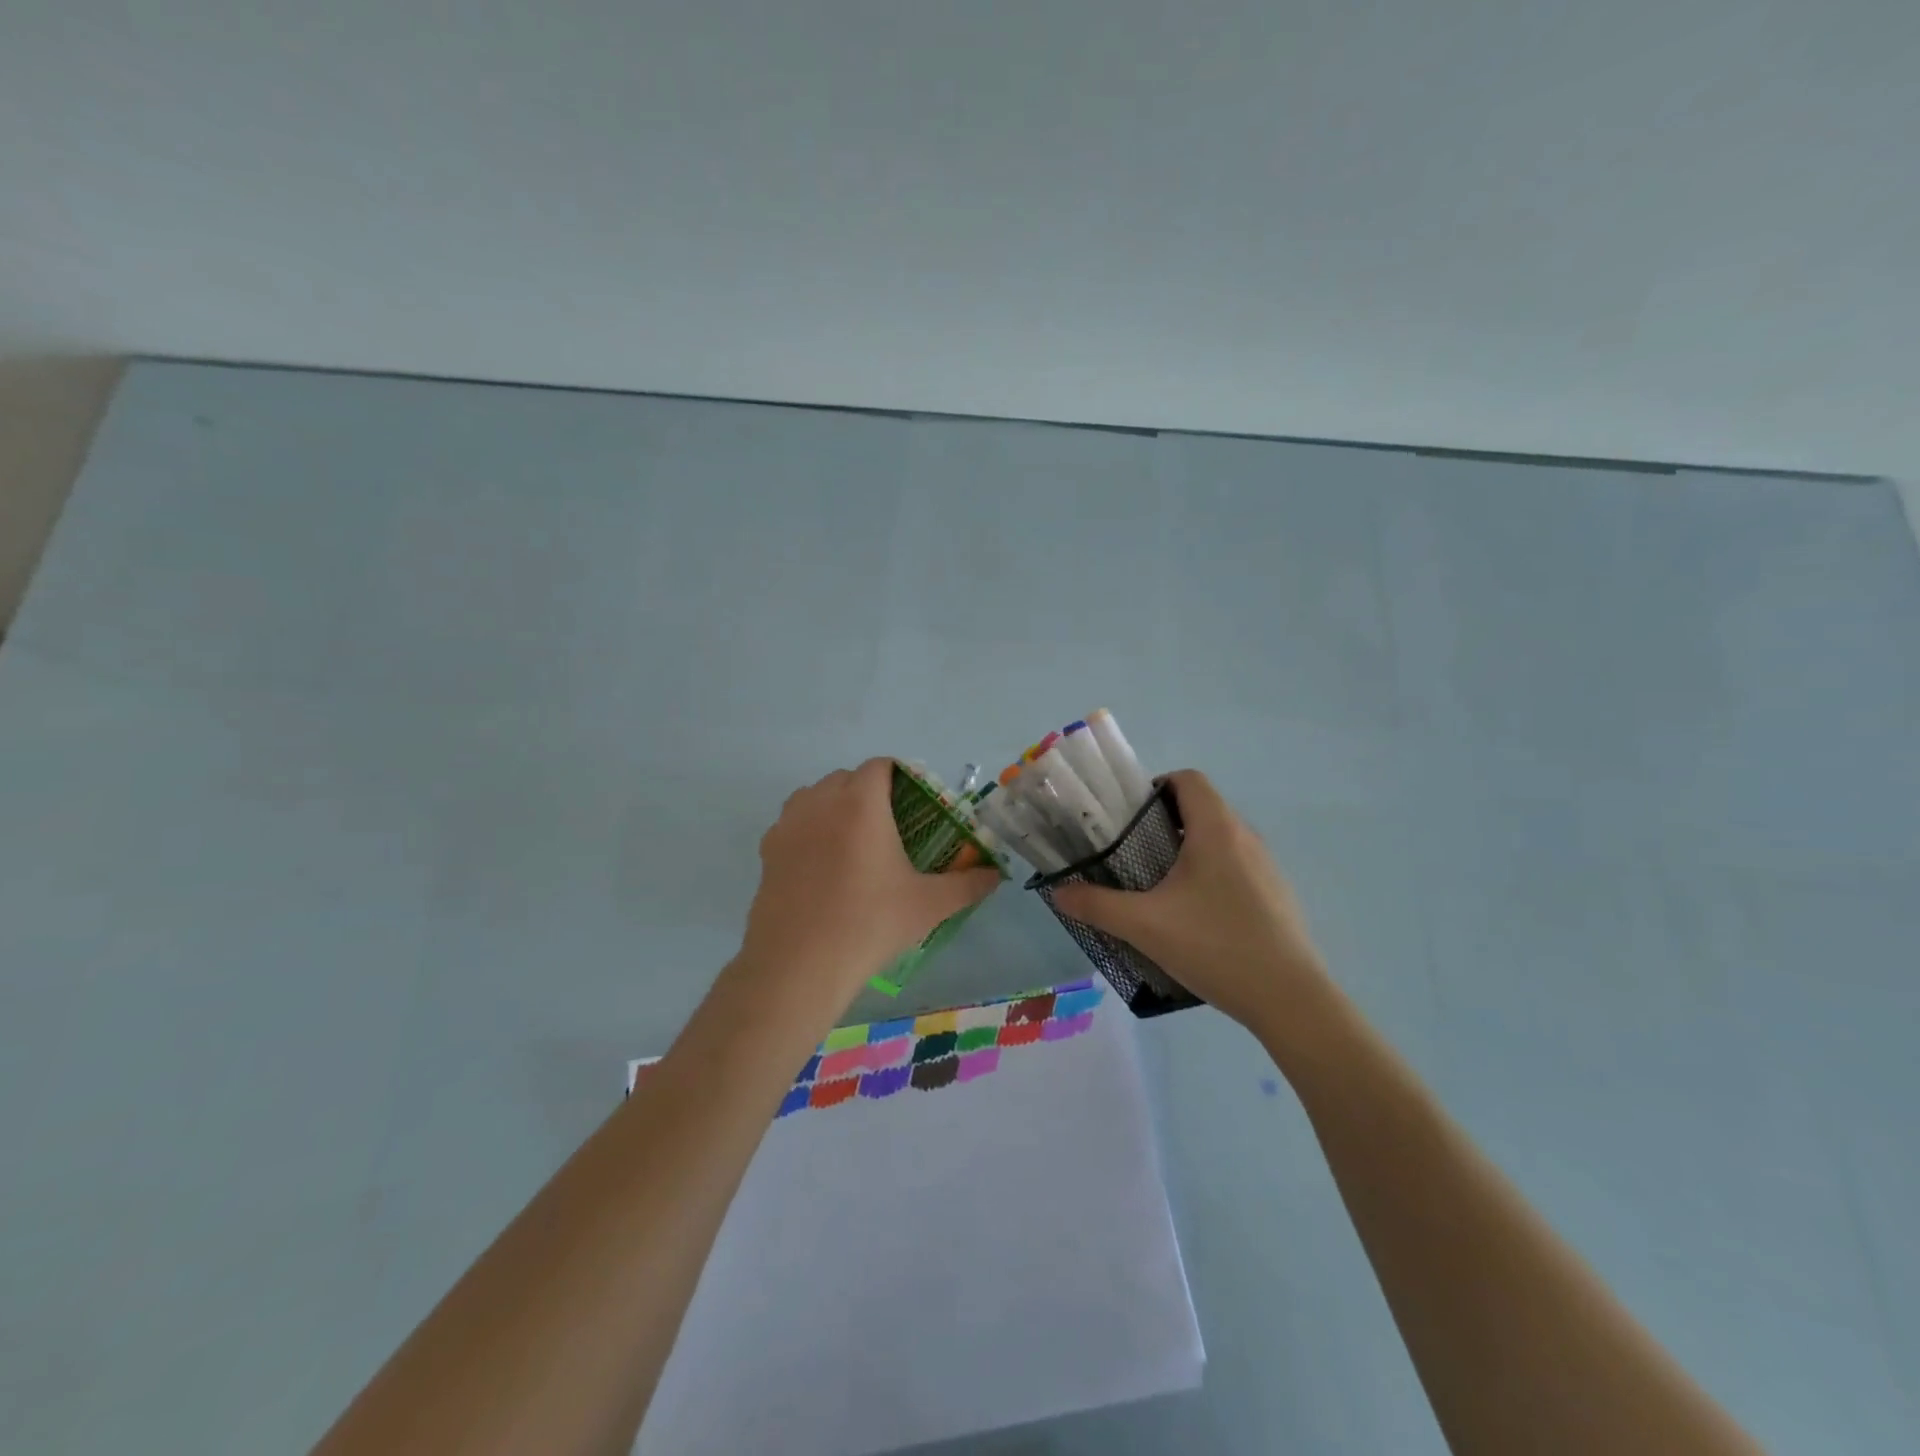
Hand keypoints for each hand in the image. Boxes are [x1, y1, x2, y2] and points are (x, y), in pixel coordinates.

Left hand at [738, 758, 1002, 1006]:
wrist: (798, 965)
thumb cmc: (869, 924)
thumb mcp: (929, 905)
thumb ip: (968, 884)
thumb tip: (995, 875)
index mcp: (861, 803)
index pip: (880, 766)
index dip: (901, 777)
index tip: (915, 804)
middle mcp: (820, 801)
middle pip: (847, 778)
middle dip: (869, 792)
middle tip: (890, 828)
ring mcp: (788, 824)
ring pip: (815, 796)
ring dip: (836, 806)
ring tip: (854, 843)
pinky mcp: (767, 850)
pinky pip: (793, 823)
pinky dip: (810, 830)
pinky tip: (823, 866)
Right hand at [1050, 770, 1328, 1033]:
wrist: (1290, 1000)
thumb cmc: (1215, 946)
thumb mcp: (1144, 926)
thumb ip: (1096, 905)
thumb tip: (1058, 892)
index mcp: (1217, 829)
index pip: (1188, 779)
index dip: (1156, 787)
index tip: (1128, 817)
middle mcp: (1246, 837)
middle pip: (1202, 808)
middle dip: (1163, 822)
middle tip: (1132, 853)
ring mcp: (1267, 867)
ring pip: (1220, 839)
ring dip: (1188, 849)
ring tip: (1159, 885)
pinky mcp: (1276, 895)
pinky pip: (1237, 866)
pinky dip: (1211, 874)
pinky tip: (1196, 916)